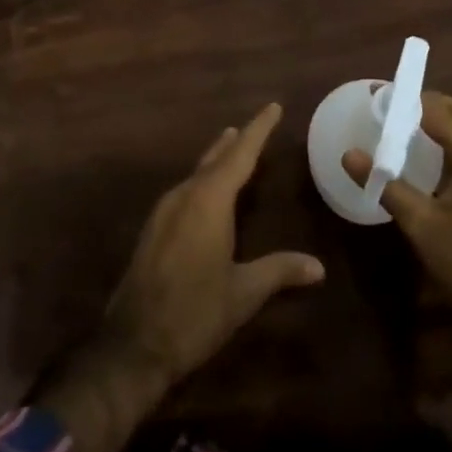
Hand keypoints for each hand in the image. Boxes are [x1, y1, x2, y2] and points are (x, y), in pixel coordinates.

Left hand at [101, 102, 324, 387]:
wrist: (132, 345)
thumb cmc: (194, 313)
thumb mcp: (243, 293)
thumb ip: (279, 271)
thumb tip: (318, 266)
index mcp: (208, 201)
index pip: (240, 155)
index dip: (258, 130)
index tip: (272, 107)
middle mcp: (184, 196)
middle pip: (214, 159)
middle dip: (235, 142)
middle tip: (251, 126)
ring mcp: (163, 212)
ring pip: (196, 174)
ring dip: (216, 160)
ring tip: (230, 148)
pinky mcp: (153, 230)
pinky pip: (184, 191)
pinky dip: (202, 181)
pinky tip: (205, 193)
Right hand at [343, 91, 451, 324]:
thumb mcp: (420, 224)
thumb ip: (387, 185)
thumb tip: (349, 155)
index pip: (440, 113)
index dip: (410, 101)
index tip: (380, 95)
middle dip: (428, 102)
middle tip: (393, 105)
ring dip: (441, 117)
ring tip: (407, 121)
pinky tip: (430, 149)